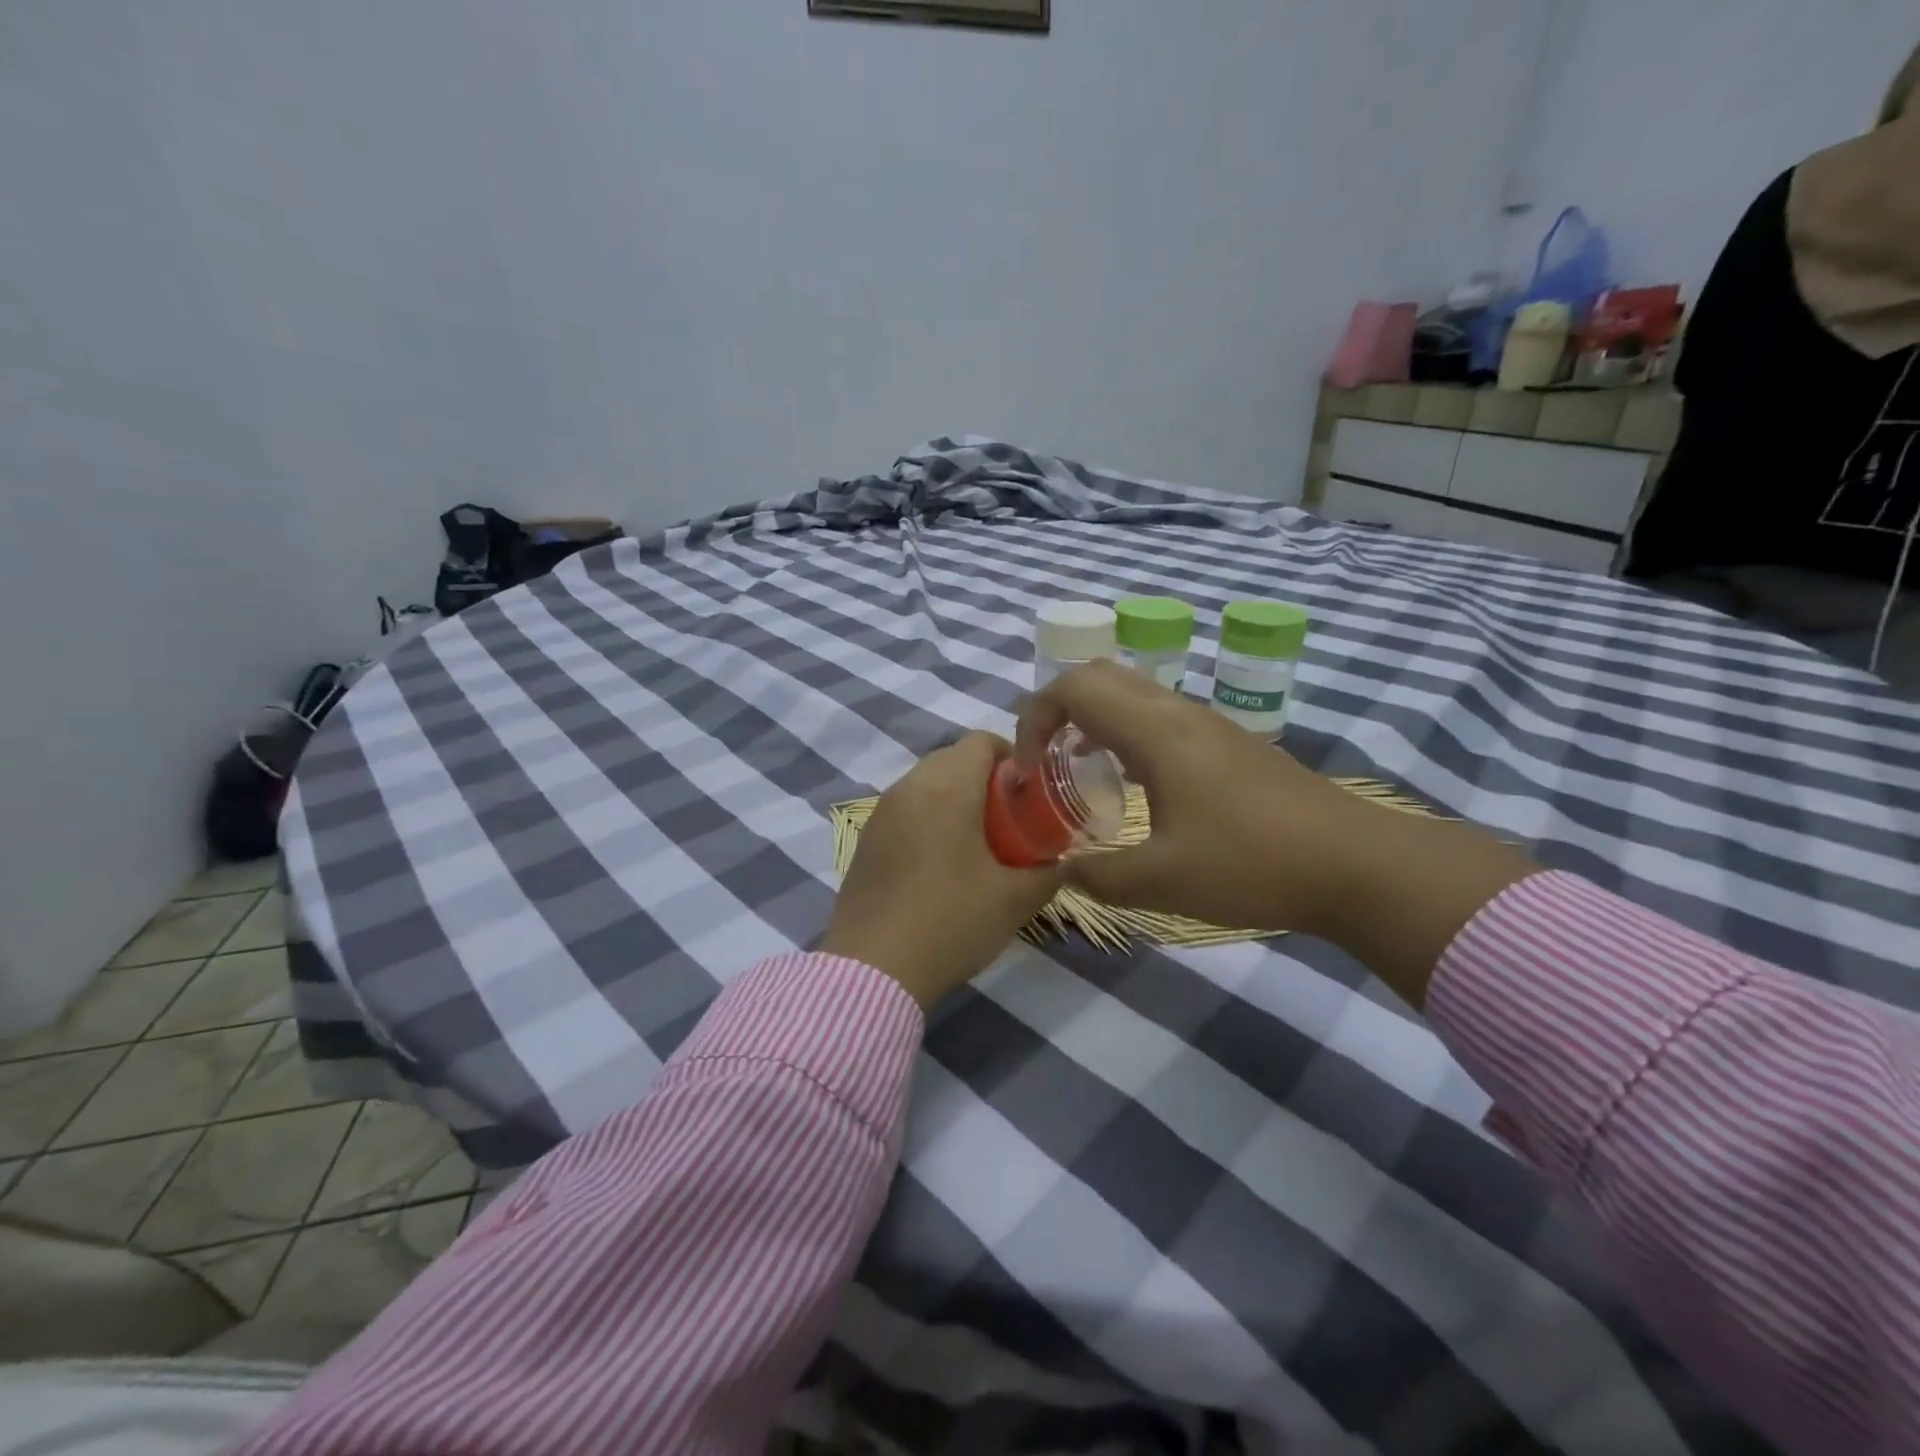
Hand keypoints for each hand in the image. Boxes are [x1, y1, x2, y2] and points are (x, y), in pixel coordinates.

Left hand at [820, 732, 1064, 1011]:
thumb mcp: (1014, 900)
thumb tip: (1064, 862)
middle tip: (1010, 822)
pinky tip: (940, 867)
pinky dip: (928, 820)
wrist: (874, 970)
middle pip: (954, 759)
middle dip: (986, 781)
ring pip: (927, 785)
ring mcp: (881, 813)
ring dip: (955, 800)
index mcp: (947, 786)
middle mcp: (909, 786)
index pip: (982, 741)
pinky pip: (905, 811)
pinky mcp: (865, 840)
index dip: (1013, 758)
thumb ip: (1048, 872)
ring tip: (977, 846)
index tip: (1030, 794)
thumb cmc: (951, 921)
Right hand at [1015, 662, 1535, 1005]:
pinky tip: (1135, 784)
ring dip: (1094, 720)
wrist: (1353, 863)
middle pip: (1101, 676)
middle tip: (1046, 760)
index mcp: (1154, 732)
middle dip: (1059, 709)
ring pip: (1133, 693)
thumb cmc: (1251, 864)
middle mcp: (1177, 713)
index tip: (1027, 767)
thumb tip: (1061, 870)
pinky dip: (1126, 732)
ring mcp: (1207, 724)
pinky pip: (1159, 715)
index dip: (1034, 718)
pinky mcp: (1228, 743)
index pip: (1073, 688)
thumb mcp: (1162, 881)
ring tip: (1081, 772)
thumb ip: (1098, 875)